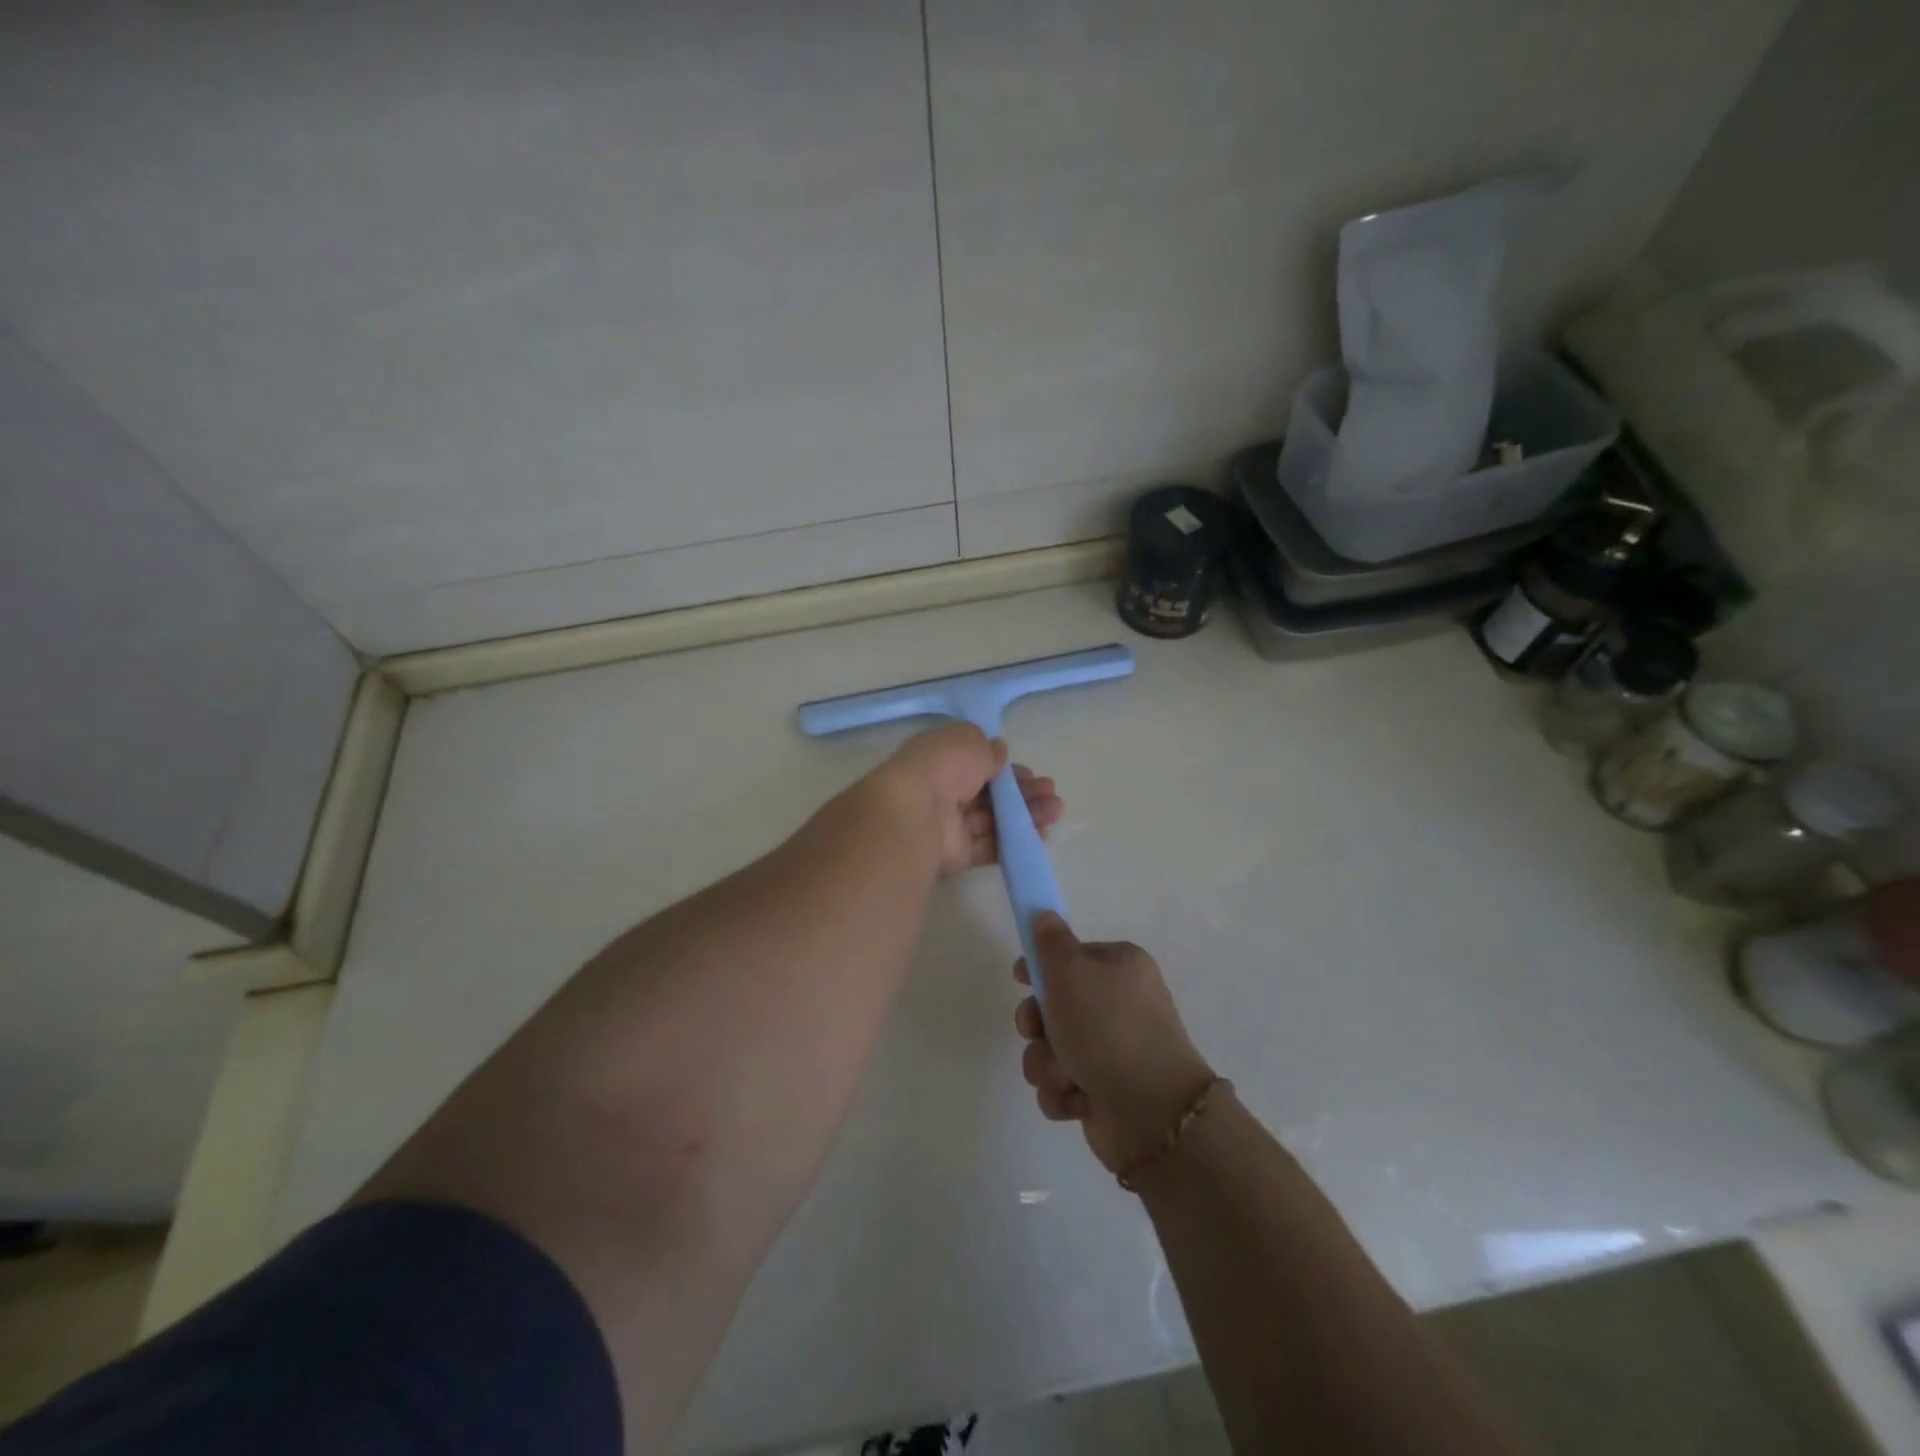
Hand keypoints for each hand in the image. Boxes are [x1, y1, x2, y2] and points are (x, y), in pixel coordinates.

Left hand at [872, 723, 1062, 878]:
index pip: (977, 764)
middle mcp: (943, 792)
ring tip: (1055, 811)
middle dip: (1022, 792)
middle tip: (1050, 792)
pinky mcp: (956, 855)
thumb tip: (997, 752)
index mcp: (940, 761)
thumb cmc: (941, 767)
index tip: (1030, 773)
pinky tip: (1041, 835)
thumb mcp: (968, 741)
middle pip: (989, 794)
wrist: (915, 814)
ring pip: (994, 820)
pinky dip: (1015, 841)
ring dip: (1026, 814)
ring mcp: (949, 826)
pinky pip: (990, 846)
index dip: (1005, 768)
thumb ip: (987, 749)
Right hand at [1013, 914, 1213, 1173]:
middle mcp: (1120, 1005)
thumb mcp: (1071, 972)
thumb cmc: (1107, 1028)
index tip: (1021, 978)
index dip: (1042, 967)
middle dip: (1038, 1024)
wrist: (1151, 1112)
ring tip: (1064, 1074)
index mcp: (1121, 967)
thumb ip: (1050, 942)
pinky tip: (1077, 1098)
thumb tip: (1044, 914)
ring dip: (1047, 1063)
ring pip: (1053, 1048)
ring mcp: (1114, 1050)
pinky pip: (1063, 1084)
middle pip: (1056, 1005)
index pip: (1072, 956)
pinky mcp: (1105, 1091)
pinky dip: (1063, 1092)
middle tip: (1035, 1031)